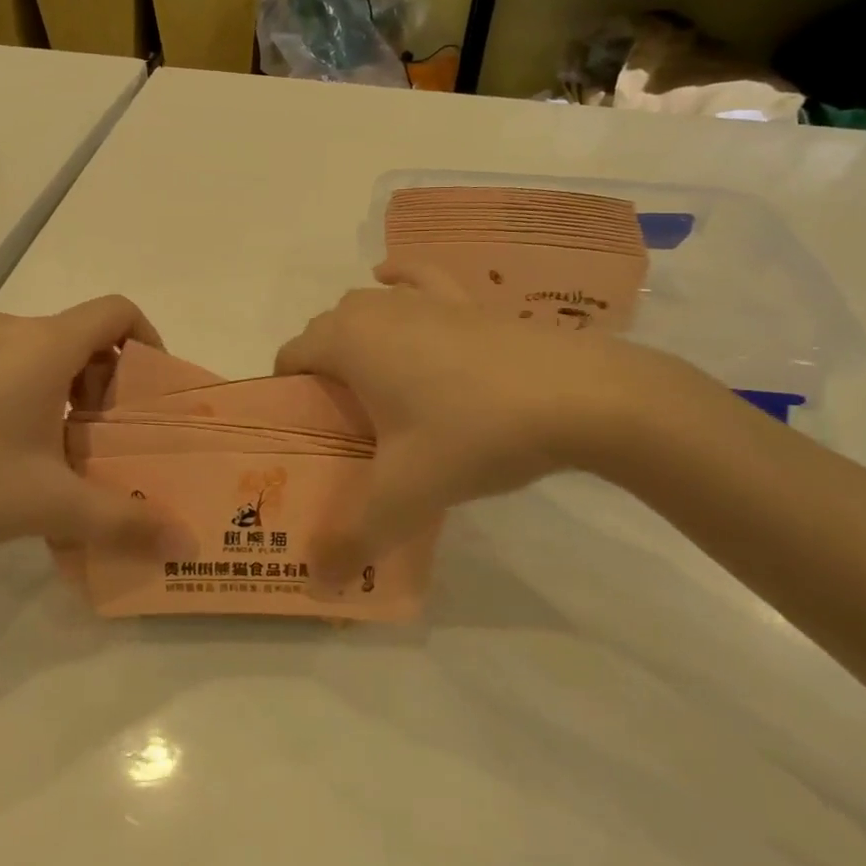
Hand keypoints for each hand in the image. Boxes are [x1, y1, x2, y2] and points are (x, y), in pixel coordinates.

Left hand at [0, 297, 185, 568]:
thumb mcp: (51, 505)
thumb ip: (125, 522)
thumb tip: (186, 545)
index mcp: (44, 345)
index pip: (117, 311)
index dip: (149, 341)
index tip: (150, 394)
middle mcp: (8, 331)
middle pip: (82, 334)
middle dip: (109, 380)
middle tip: (109, 436)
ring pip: (42, 352)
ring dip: (68, 390)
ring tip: (63, 450)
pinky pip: (4, 365)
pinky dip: (29, 394)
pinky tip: (9, 454)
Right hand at [274, 266, 712, 569]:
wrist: (579, 396)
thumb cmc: (473, 434)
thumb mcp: (407, 496)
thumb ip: (355, 539)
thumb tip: (319, 586)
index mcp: (348, 342)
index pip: (291, 356)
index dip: (286, 393)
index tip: (303, 435)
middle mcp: (376, 308)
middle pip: (325, 332)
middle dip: (321, 372)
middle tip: (343, 427)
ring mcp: (424, 298)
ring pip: (367, 307)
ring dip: (355, 336)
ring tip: (373, 385)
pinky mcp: (466, 299)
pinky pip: (417, 279)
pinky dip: (398, 281)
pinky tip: (394, 286)